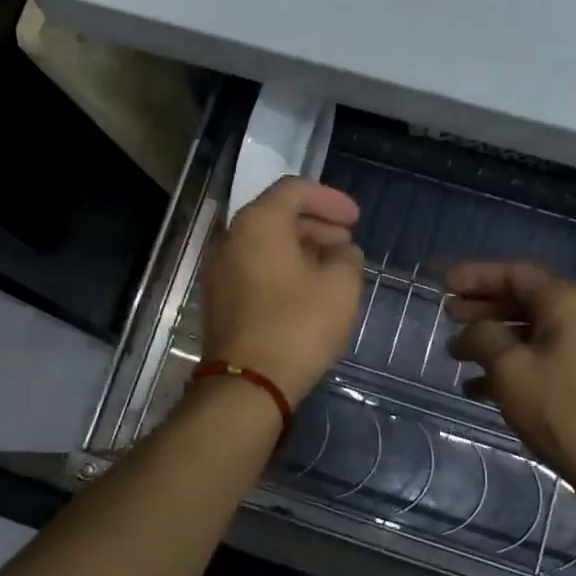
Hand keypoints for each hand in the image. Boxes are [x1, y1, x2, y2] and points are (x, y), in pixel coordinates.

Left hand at [199, 178, 364, 405]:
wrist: (248, 384)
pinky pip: (254, 268)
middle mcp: (231, 238)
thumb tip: (342, 252)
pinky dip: (283, 268)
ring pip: (265, 244)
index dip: (330, 199)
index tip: (356, 219)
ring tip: (333, 268)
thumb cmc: (297, 326)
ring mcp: (220, 270)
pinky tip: (308, 290)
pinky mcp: (220, 299)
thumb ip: (347, 258)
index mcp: (258, 223)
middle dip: (317, 224)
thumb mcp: (340, 287)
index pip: (294, 190)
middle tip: (347, 243)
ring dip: (301, 248)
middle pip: (277, 215)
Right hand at [445, 261, 575, 497]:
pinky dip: (505, 368)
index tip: (444, 283)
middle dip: (482, 306)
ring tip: (454, 352)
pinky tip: (475, 387)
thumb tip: (470, 332)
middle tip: (447, 313)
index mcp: (565, 304)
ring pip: (527, 334)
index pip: (515, 274)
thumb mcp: (511, 368)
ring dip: (490, 339)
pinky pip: (535, 362)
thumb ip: (483, 338)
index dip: (477, 275)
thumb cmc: (564, 408)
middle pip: (522, 301)